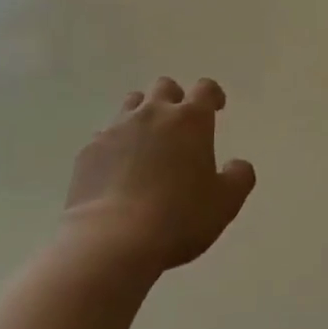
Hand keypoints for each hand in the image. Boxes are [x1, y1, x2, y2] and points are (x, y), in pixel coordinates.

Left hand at [64, 77, 256, 271]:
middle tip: (180, 125)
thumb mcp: (225, 203)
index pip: (205, 89)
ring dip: (143, 115)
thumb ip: (239, 177)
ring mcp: (116, 129)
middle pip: (164, 87)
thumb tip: (238, 165)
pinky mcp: (89, 151)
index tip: (216, 107)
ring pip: (131, 105)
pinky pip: (105, 136)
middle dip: (175, 99)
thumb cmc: (179, 218)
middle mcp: (153, 114)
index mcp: (190, 120)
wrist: (112, 240)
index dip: (213, 95)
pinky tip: (118, 171)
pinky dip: (115, 145)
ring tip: (147, 143)